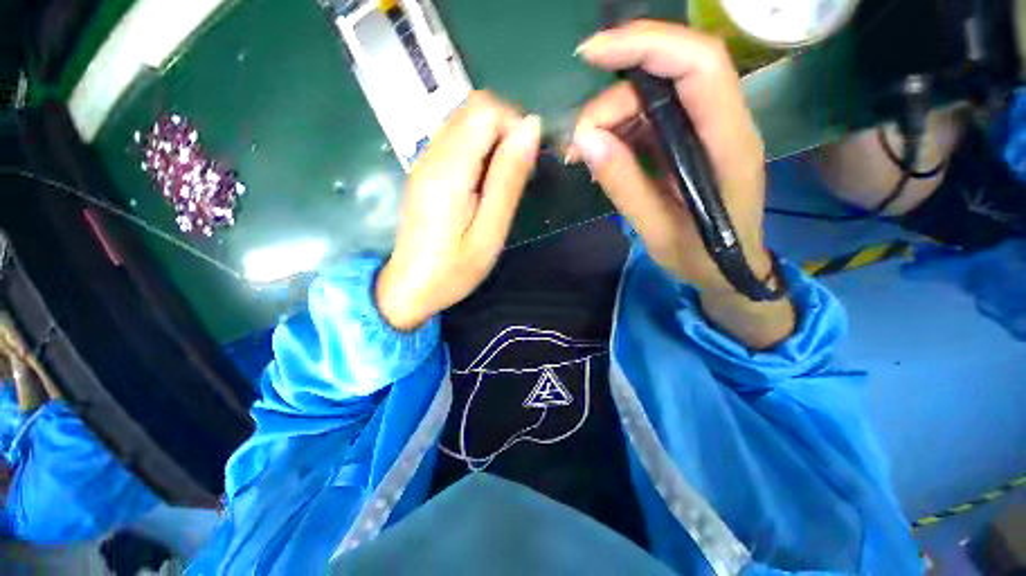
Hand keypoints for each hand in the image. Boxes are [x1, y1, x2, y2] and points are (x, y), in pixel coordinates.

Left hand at [376, 92, 541, 330]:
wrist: (408, 288)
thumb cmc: (453, 270)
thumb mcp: (490, 231)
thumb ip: (508, 179)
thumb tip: (531, 128)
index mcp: (449, 169)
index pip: (485, 110)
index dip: (515, 125)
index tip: (528, 162)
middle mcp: (432, 154)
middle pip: (474, 108)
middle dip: (506, 130)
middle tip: (518, 173)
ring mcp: (424, 160)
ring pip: (466, 121)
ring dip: (494, 140)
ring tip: (503, 182)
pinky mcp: (424, 171)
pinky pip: (456, 140)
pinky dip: (479, 150)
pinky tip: (484, 184)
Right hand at [571, 21, 770, 292]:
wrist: (728, 269)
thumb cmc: (701, 256)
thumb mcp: (658, 231)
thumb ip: (625, 186)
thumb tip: (585, 140)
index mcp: (728, 142)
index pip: (698, 64)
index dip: (646, 45)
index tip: (592, 55)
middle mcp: (722, 123)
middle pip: (667, 77)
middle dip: (612, 101)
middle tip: (577, 143)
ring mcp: (704, 130)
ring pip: (652, 97)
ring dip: (609, 118)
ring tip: (581, 156)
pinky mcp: (687, 141)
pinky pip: (648, 120)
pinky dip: (616, 132)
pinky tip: (600, 158)